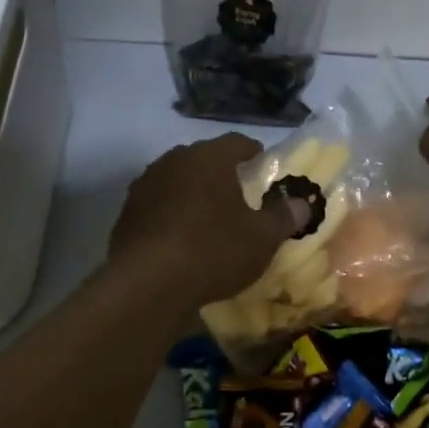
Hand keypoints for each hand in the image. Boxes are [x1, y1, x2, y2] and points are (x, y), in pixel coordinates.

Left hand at [108, 134, 307, 305]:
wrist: (147, 285)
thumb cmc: (214, 250)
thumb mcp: (262, 238)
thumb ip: (284, 216)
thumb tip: (302, 203)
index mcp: (210, 157)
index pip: (238, 142)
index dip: (255, 154)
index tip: (264, 171)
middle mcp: (174, 160)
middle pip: (204, 159)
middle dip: (222, 174)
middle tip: (240, 198)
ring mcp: (145, 185)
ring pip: (178, 181)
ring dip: (194, 194)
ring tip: (209, 221)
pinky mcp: (126, 213)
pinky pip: (157, 205)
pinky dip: (171, 215)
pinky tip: (181, 241)